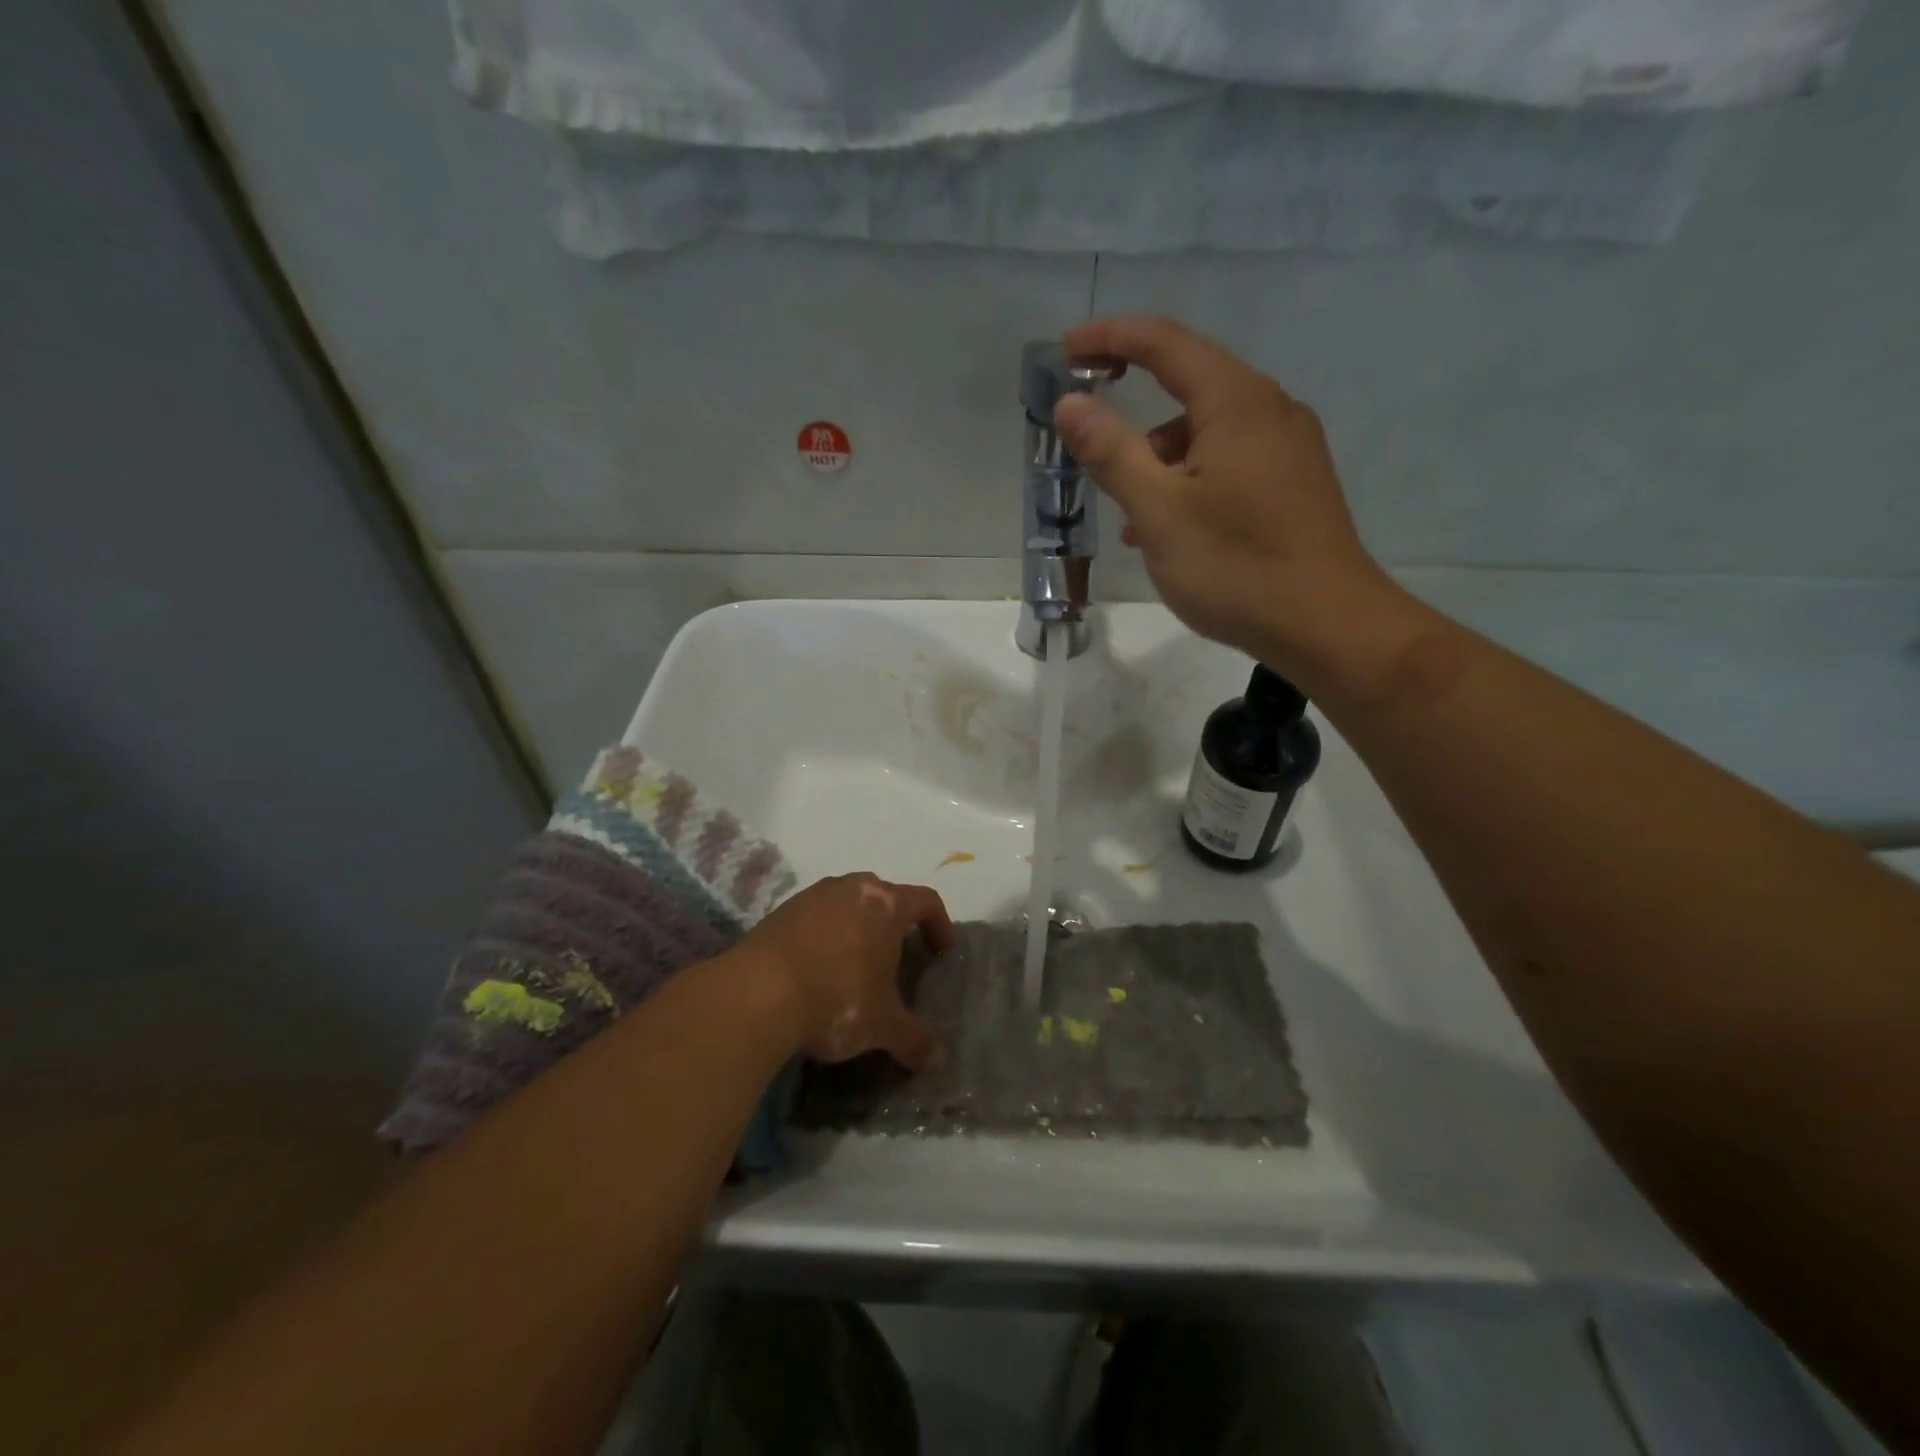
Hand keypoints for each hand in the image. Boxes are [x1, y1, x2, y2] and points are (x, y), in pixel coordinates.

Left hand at [740, 873, 955, 1069]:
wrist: (755, 994)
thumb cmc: (836, 1000)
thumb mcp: (882, 1027)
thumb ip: (914, 1039)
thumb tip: (937, 1060)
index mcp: (885, 905)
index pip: (925, 900)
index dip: (939, 924)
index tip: (942, 951)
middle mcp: (851, 888)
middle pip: (884, 895)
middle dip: (895, 922)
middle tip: (898, 956)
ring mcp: (812, 896)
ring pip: (846, 903)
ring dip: (856, 926)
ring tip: (855, 963)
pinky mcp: (779, 911)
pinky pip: (814, 917)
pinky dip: (823, 935)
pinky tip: (816, 970)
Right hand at [1055, 317, 1405, 686]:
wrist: (1327, 625)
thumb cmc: (1235, 565)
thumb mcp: (1159, 510)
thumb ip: (1111, 452)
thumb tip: (1070, 403)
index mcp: (1236, 402)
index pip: (1166, 343)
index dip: (1111, 338)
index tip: (1066, 350)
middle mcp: (1270, 410)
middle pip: (1189, 385)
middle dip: (1133, 407)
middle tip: (1088, 436)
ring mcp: (1289, 448)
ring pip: (1208, 433)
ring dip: (1160, 459)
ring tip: (1128, 513)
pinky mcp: (1295, 484)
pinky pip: (1230, 462)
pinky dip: (1190, 480)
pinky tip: (1170, 530)